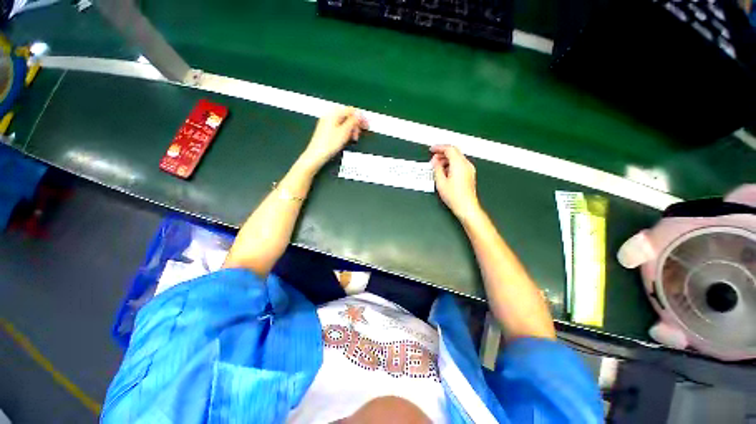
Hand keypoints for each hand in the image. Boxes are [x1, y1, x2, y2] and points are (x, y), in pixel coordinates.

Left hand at [300, 107, 367, 172]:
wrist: (317, 154)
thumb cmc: (328, 144)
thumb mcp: (345, 131)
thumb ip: (353, 121)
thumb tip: (359, 114)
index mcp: (333, 113)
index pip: (351, 110)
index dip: (360, 117)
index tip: (366, 123)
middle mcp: (329, 116)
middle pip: (347, 116)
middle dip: (355, 124)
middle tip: (360, 132)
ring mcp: (327, 123)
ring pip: (344, 122)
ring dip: (351, 129)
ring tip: (354, 137)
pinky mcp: (327, 130)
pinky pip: (339, 127)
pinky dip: (345, 132)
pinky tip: (347, 139)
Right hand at [430, 145, 480, 219]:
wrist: (466, 206)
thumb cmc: (455, 196)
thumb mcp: (440, 182)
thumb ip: (436, 169)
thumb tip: (435, 162)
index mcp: (459, 164)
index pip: (449, 149)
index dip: (439, 147)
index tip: (432, 149)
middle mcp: (466, 164)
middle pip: (454, 152)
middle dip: (442, 153)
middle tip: (433, 159)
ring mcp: (469, 169)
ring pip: (457, 157)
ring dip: (446, 159)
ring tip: (437, 166)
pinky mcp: (469, 174)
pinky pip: (460, 164)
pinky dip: (451, 164)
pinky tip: (444, 171)